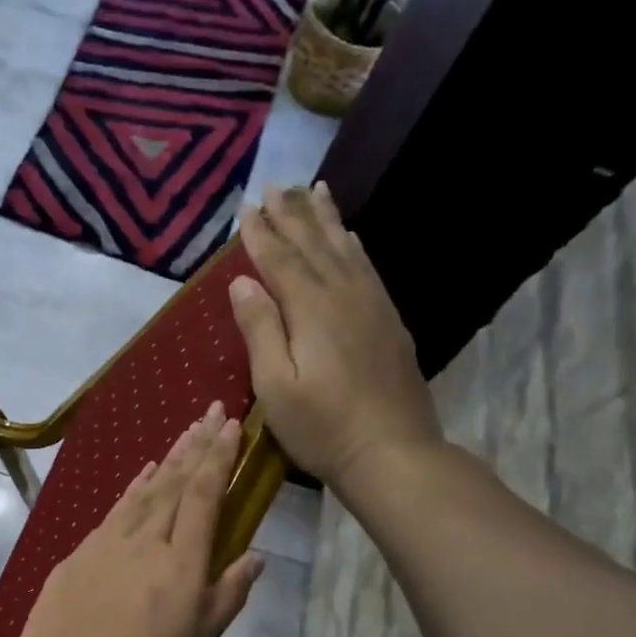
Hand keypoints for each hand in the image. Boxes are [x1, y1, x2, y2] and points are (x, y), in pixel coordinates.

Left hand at [9, 402, 263, 636]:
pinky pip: (117, 506)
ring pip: (146, 488)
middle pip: (176, 482)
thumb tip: (255, 556)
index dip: (219, 458)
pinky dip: (134, 485)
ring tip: (185, 430)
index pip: (204, 496)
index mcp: (182, 562)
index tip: (233, 425)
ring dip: (169, 457)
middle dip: (197, 443)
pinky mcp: (82, 550)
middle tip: (213, 409)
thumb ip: (227, 595)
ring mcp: (110, 541)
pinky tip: (143, 472)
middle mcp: (147, 540)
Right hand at [231, 182, 441, 495]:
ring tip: (314, 191)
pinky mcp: (390, 322)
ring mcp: (373, 306)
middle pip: (315, 245)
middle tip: (276, 185)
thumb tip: (243, 282)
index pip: (280, 260)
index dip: (261, 234)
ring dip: (326, 220)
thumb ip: (260, 329)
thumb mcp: (276, 386)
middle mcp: (345, 295)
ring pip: (345, 250)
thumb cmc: (323, 427)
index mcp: (312, 309)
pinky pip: (368, 269)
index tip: (246, 208)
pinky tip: (350, 239)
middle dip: (292, 214)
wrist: (392, 452)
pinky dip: (353, 247)